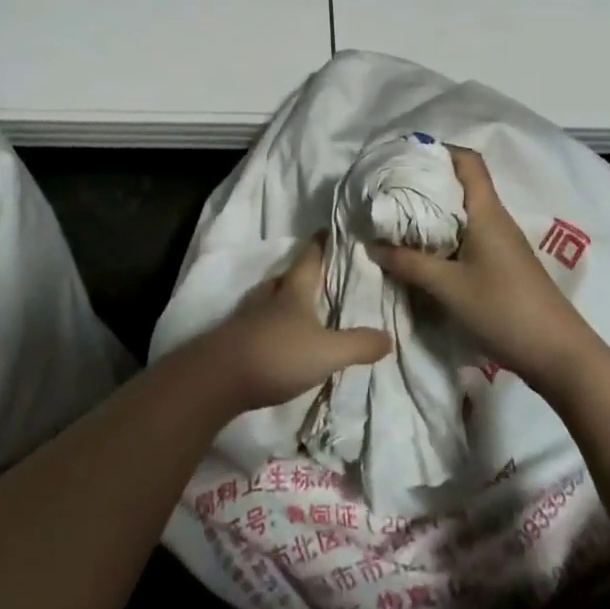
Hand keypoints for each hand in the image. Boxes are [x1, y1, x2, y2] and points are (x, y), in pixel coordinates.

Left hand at [194, 236, 391, 413]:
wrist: (219, 379)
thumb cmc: (277, 354)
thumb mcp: (327, 352)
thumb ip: (358, 344)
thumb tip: (390, 337)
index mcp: (293, 291)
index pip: (309, 257)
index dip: (320, 243)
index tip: (329, 229)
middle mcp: (269, 297)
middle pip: (287, 277)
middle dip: (302, 273)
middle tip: (321, 273)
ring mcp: (249, 317)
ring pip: (271, 299)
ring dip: (285, 299)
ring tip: (302, 305)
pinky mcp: (236, 340)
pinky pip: (260, 323)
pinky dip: (273, 324)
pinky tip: (281, 338)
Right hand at [372, 147, 598, 393]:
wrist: (560, 356)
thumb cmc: (504, 310)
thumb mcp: (449, 288)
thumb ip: (409, 264)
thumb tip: (372, 245)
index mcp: (487, 212)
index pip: (468, 161)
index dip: (439, 150)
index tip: (405, 156)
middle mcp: (495, 219)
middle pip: (461, 185)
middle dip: (427, 182)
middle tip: (390, 189)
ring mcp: (501, 243)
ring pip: (463, 213)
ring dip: (433, 213)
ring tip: (398, 219)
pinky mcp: (502, 265)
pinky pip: (468, 236)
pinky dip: (444, 236)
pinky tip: (423, 252)